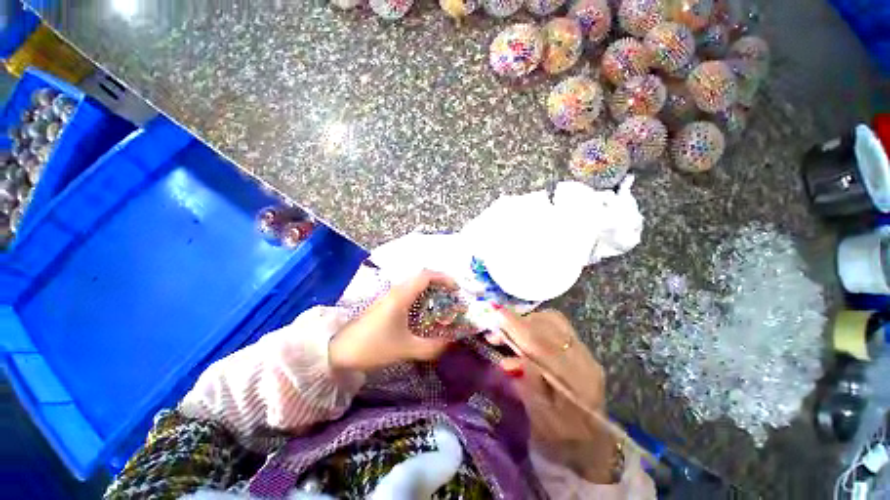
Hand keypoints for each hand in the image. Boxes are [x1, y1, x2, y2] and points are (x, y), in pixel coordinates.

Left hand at [329, 270, 456, 371]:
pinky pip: (408, 292)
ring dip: (430, 289)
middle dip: (440, 282)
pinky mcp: (385, 302)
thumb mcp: (405, 349)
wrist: (339, 350)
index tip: (456, 288)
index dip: (444, 278)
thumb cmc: (373, 346)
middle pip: (421, 277)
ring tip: (441, 302)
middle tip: (451, 296)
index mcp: (401, 295)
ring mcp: (389, 295)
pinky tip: (423, 310)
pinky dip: (420, 295)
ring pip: (414, 284)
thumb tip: (450, 343)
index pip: (426, 275)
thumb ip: (431, 347)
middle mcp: (396, 290)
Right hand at [492, 310, 616, 482]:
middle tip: (496, 330)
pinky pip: (556, 325)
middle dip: (519, 322)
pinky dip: (535, 324)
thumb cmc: (564, 440)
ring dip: (527, 321)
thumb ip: (530, 389)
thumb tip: (513, 360)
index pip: (544, 346)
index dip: (519, 328)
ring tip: (508, 332)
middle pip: (550, 325)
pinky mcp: (581, 348)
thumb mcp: (543, 423)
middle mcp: (585, 360)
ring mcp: (585, 352)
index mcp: (578, 383)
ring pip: (553, 321)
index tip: (497, 315)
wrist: (593, 444)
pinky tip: (523, 335)